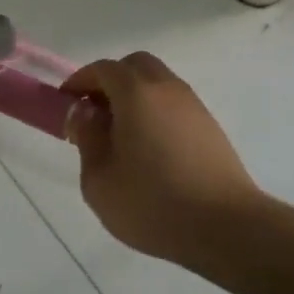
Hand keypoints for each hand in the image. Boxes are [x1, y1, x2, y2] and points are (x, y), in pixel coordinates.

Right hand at [63, 52, 265, 261]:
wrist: (227, 228)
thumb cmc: (153, 203)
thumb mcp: (100, 179)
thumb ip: (87, 138)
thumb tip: (84, 113)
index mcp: (136, 94)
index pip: (104, 69)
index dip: (80, 81)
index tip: (66, 102)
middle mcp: (167, 89)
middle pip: (135, 66)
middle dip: (110, 80)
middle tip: (94, 112)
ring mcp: (194, 107)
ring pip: (158, 84)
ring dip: (135, 96)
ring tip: (120, 135)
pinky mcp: (210, 128)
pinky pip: (174, 105)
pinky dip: (155, 112)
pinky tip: (149, 149)